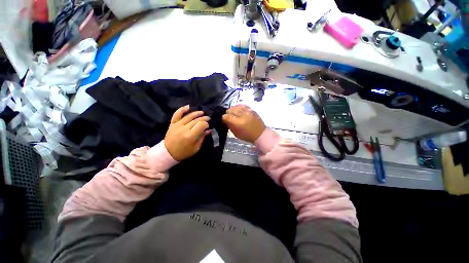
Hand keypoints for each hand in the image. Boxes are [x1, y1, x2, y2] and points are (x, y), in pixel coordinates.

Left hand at [164, 106, 210, 160]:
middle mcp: (184, 128)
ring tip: (202, 112)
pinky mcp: (172, 123)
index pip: (201, 125)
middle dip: (204, 118)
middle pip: (196, 120)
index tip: (208, 126)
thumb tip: (209, 130)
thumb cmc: (184, 152)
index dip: (206, 124)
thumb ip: (202, 137)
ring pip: (189, 116)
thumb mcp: (196, 147)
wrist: (168, 153)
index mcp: (191, 136)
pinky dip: (182, 109)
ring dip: (197, 113)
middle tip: (208, 118)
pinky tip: (188, 107)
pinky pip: (177, 114)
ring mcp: (177, 125)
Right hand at [222, 104, 265, 142]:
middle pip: (230, 110)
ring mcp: (248, 111)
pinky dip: (239, 107)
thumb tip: (226, 120)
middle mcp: (242, 115)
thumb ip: (230, 126)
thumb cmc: (247, 136)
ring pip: (236, 106)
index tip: (224, 120)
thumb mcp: (236, 134)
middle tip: (229, 117)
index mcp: (238, 123)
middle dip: (228, 113)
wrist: (260, 134)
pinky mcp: (252, 109)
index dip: (223, 118)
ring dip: (233, 110)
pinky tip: (238, 109)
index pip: (226, 117)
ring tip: (233, 113)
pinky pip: (243, 105)